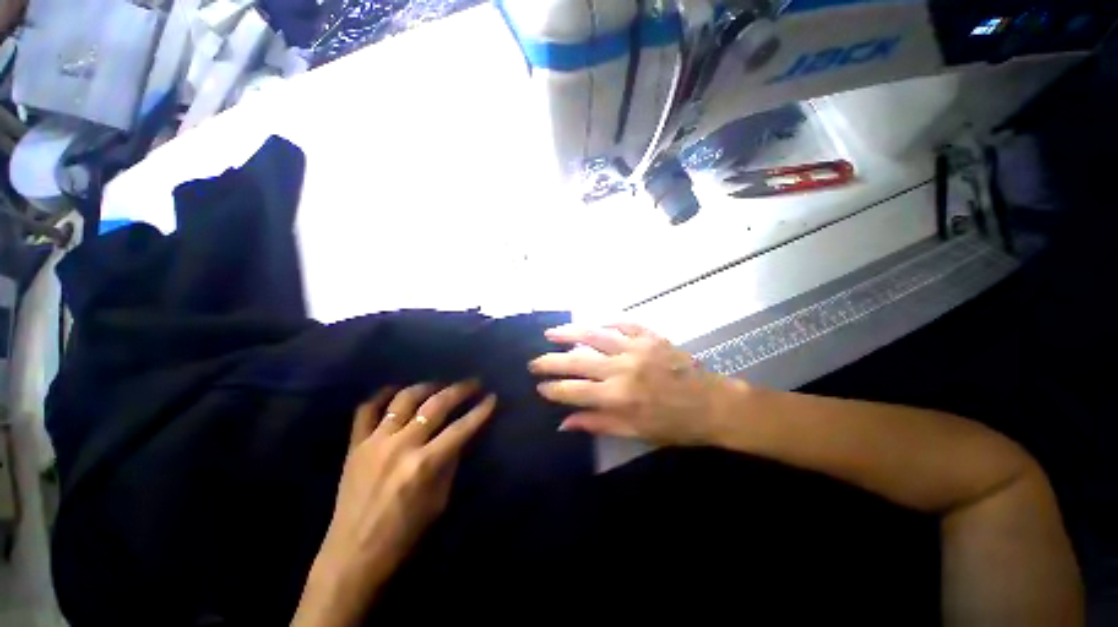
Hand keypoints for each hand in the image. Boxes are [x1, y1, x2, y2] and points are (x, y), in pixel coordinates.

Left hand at [294, 381, 495, 626]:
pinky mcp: (355, 445)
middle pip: (436, 405)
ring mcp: (375, 442)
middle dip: (459, 390)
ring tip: (439, 385)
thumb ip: (450, 463)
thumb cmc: (404, 535)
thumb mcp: (439, 501)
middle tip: (473, 383)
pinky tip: (395, 390)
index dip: (480, 411)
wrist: (353, 555)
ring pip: (403, 399)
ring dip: (426, 387)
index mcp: (425, 464)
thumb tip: (459, 437)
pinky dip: (382, 395)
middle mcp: (401, 446)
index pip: (461, 428)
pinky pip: (367, 410)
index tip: (492, 397)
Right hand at [529, 323, 746, 445]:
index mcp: (619, 397)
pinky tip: (593, 324)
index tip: (539, 387)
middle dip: (551, 361)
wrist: (713, 404)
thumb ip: (598, 423)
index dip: (554, 389)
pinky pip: (623, 324)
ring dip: (570, 333)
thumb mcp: (635, 432)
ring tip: (551, 333)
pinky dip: (606, 323)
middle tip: (534, 361)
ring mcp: (636, 348)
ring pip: (595, 336)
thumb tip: (564, 423)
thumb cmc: (674, 424)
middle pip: (578, 361)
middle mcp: (622, 369)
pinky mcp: (650, 336)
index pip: (575, 391)